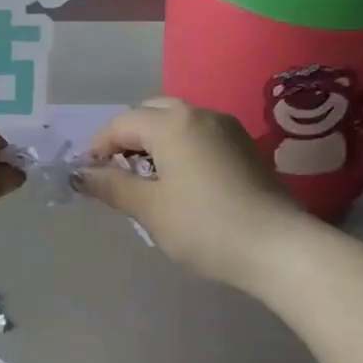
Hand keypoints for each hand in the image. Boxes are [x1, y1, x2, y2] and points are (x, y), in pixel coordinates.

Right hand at [75, 98, 305, 291]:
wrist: (280, 249)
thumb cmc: (205, 227)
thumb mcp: (150, 209)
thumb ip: (112, 186)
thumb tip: (82, 174)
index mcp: (172, 123)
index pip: (121, 123)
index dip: (98, 147)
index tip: (90, 176)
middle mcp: (200, 114)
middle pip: (150, 113)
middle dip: (127, 138)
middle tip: (117, 173)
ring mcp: (227, 128)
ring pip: (177, 122)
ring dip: (154, 142)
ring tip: (147, 179)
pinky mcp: (245, 147)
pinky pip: (199, 135)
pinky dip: (179, 148)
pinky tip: (180, 182)